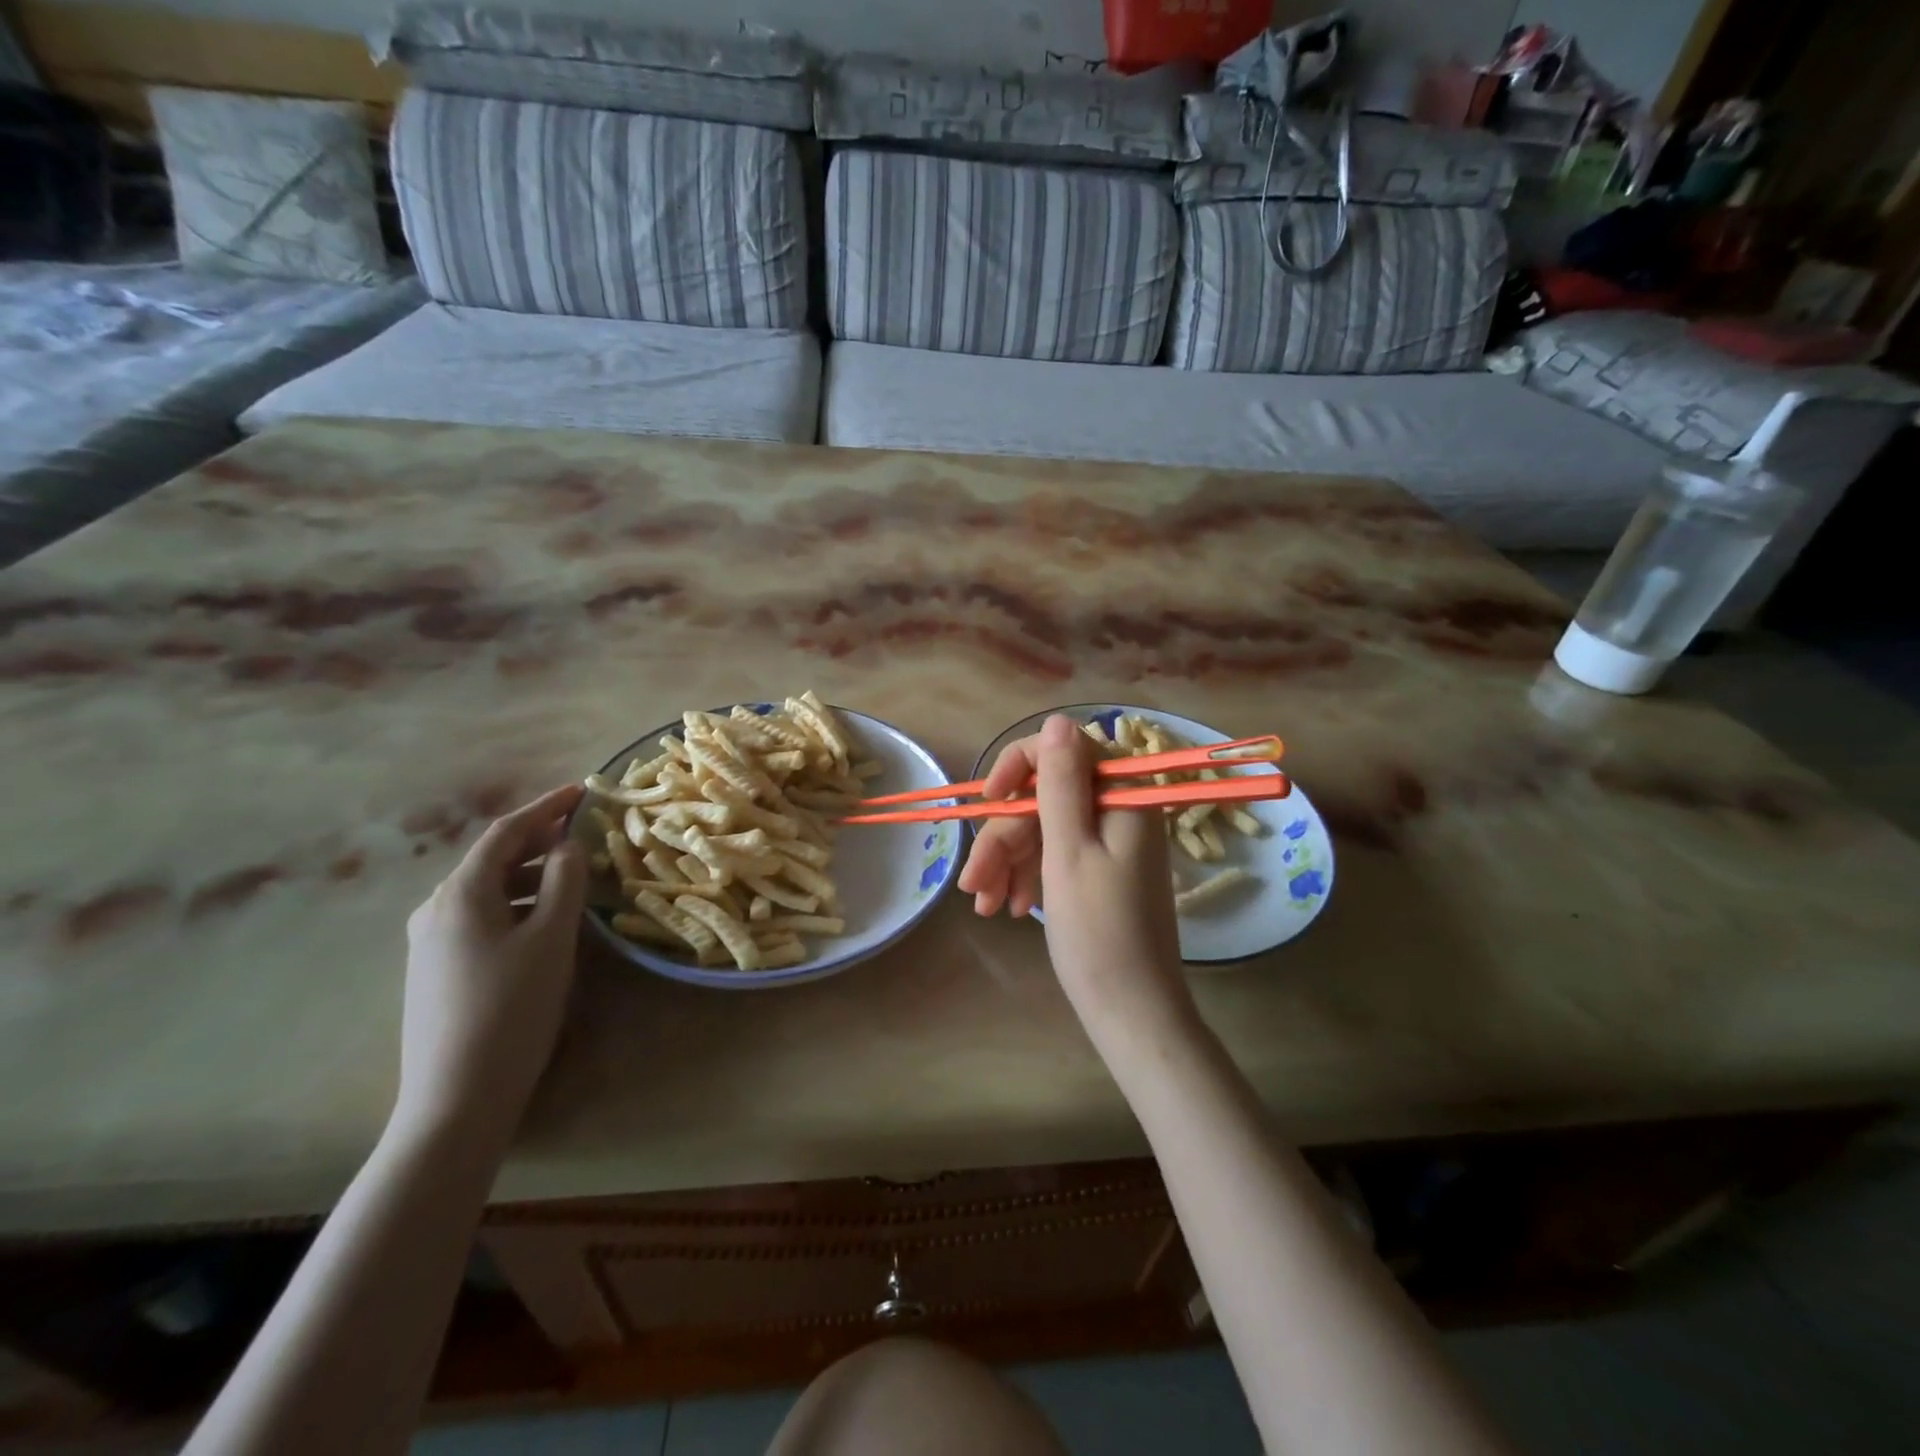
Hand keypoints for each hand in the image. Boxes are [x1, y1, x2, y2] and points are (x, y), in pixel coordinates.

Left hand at [397, 785, 588, 1146]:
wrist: (455, 1098)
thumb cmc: (511, 1008)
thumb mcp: (551, 938)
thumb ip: (565, 881)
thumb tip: (568, 845)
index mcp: (460, 894)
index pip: (506, 832)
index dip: (546, 807)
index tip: (582, 792)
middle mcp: (436, 909)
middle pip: (492, 859)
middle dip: (539, 841)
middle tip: (584, 834)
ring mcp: (430, 943)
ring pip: (488, 891)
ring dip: (531, 876)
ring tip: (573, 878)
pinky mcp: (436, 970)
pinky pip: (482, 918)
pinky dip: (517, 904)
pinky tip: (542, 922)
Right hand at [959, 716, 1190, 1033]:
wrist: (1132, 1012)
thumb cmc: (1099, 933)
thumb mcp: (1069, 852)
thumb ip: (1061, 783)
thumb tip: (1059, 719)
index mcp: (1121, 796)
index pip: (1063, 750)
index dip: (1018, 768)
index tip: (989, 802)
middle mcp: (1119, 810)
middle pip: (1045, 797)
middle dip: (1005, 837)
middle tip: (975, 885)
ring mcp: (1110, 841)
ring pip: (1044, 828)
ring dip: (1009, 862)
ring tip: (986, 906)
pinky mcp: (1101, 869)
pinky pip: (1056, 855)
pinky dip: (1028, 876)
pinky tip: (1011, 909)